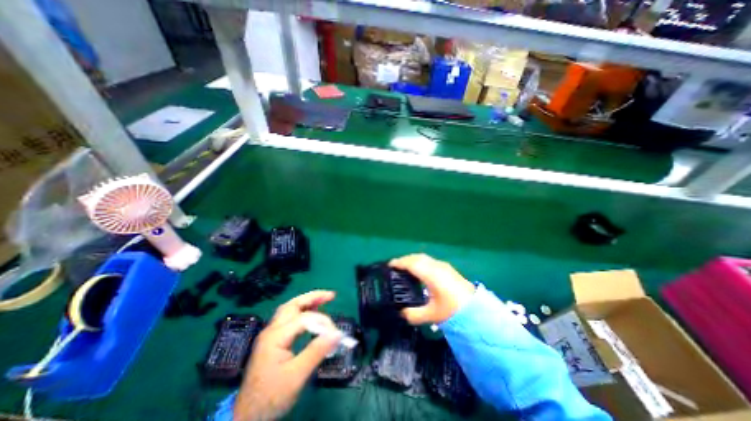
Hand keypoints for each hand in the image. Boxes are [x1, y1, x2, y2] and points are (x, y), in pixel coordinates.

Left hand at [233, 291, 341, 418]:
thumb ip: (317, 352)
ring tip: (323, 300)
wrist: (246, 419)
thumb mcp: (296, 376)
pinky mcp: (272, 341)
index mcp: (276, 336)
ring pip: (289, 309)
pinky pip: (288, 319)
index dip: (322, 322)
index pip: (304, 319)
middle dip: (313, 297)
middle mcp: (271, 330)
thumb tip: (337, 334)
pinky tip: (310, 315)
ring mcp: (270, 335)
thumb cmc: (271, 397)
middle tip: (331, 295)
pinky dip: (302, 312)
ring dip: (306, 302)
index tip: (336, 334)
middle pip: (293, 305)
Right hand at [391, 254, 470, 325]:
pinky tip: (419, 271)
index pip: (412, 263)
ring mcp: (443, 266)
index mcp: (431, 275)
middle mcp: (437, 266)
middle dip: (405, 260)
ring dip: (413, 260)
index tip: (389, 265)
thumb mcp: (432, 315)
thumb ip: (414, 314)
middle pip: (417, 257)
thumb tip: (401, 313)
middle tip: (395, 267)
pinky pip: (429, 261)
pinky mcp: (448, 269)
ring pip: (424, 258)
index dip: (400, 262)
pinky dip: (420, 262)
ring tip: (405, 268)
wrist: (478, 311)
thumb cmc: (454, 311)